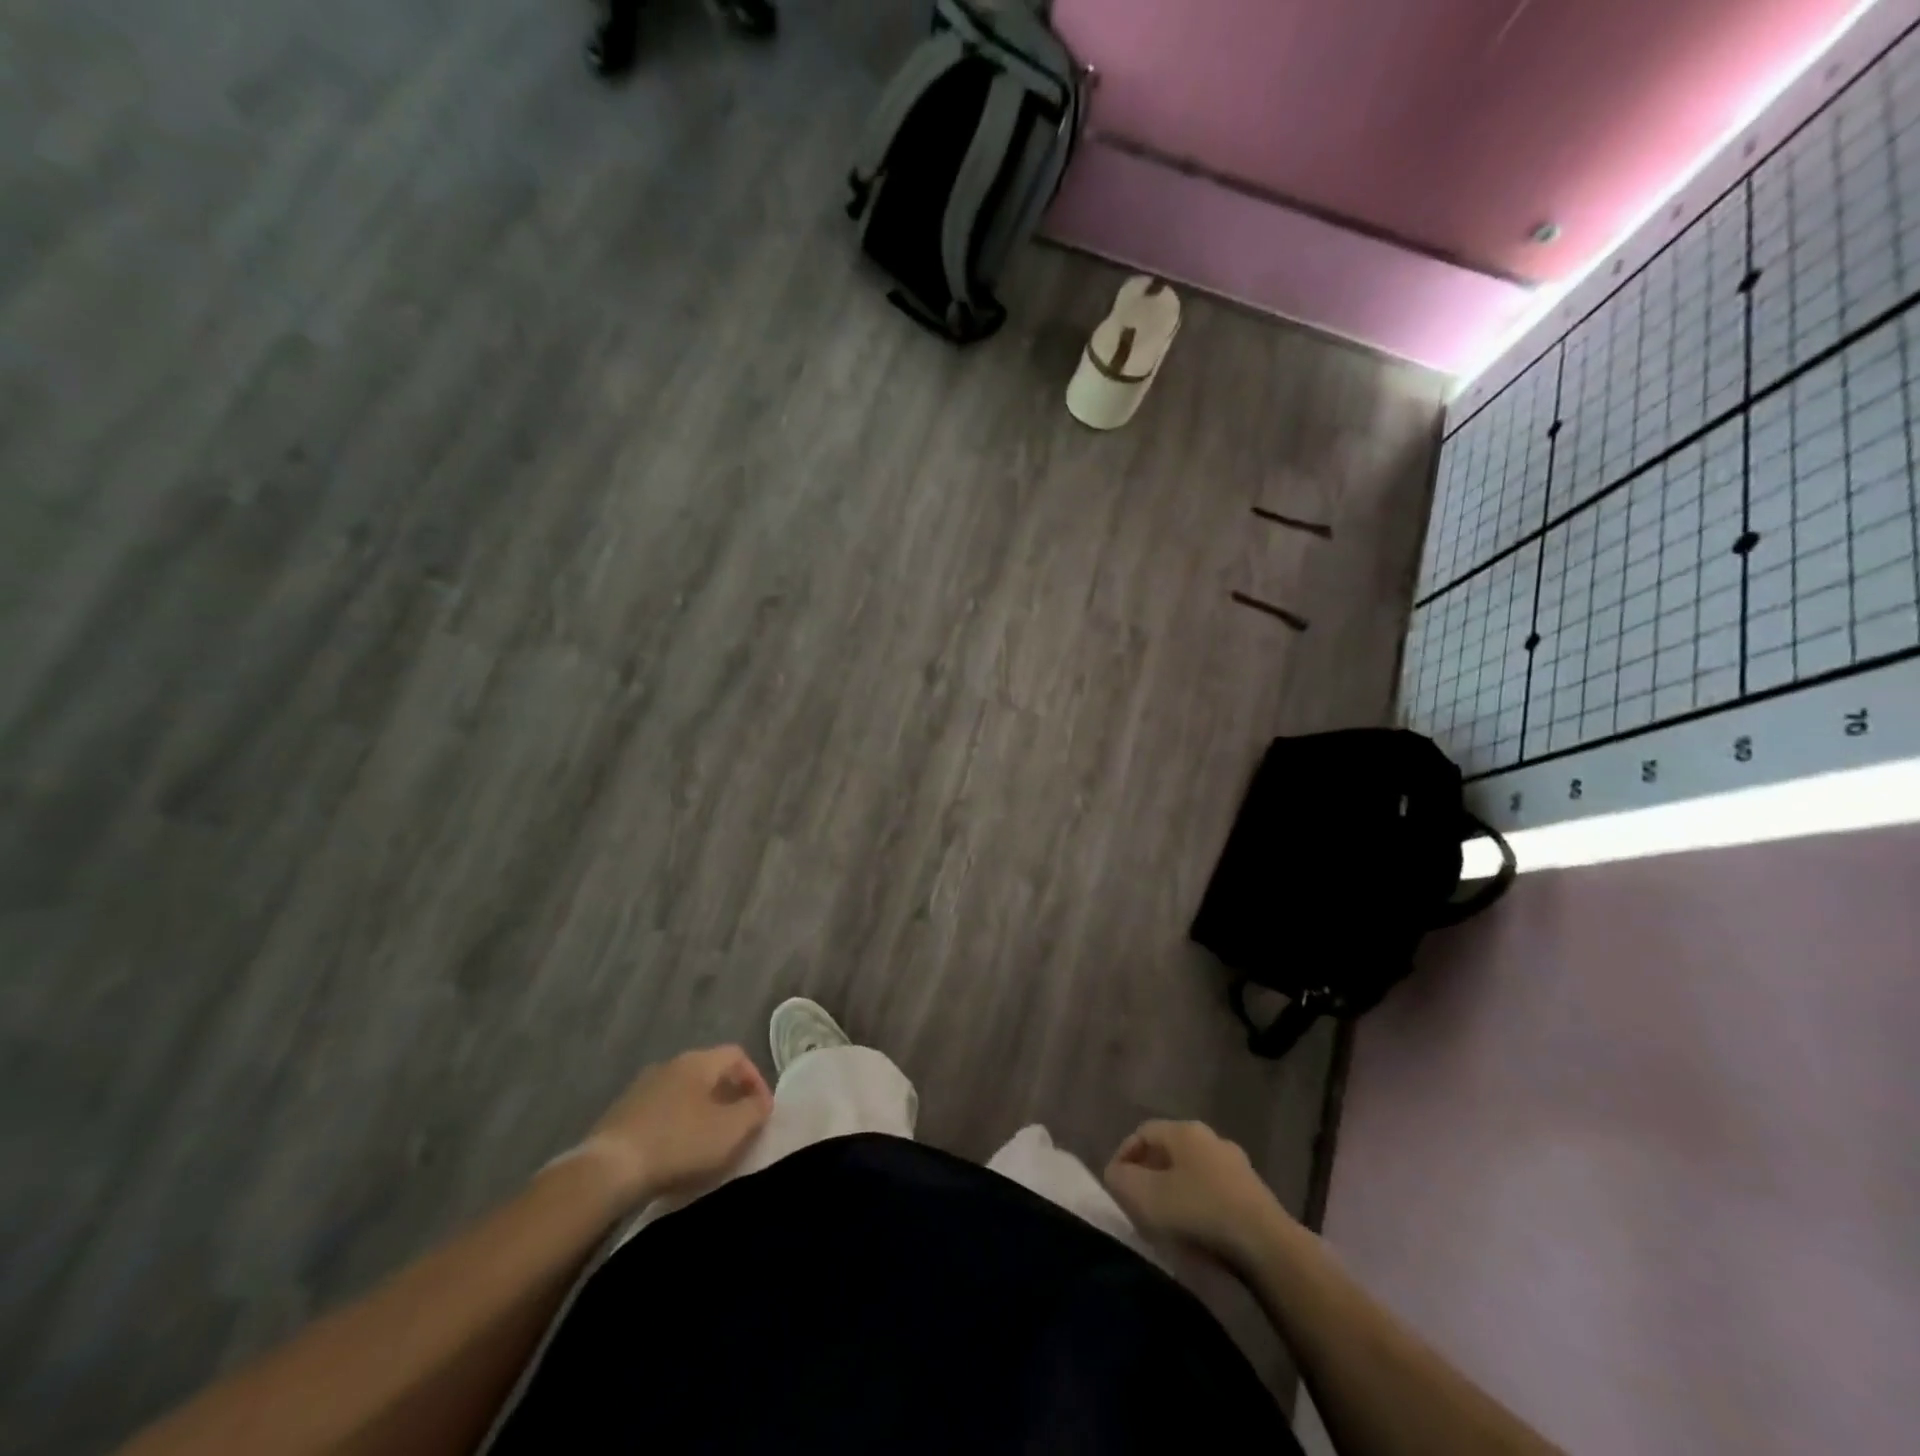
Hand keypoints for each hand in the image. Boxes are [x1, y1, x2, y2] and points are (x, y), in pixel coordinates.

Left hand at [575, 1046, 772, 1209]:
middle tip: (737, 1126)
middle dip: (727, 1096)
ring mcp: (641, 1087)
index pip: (737, 1055)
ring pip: (683, 1092)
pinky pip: (660, 1111)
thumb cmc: (679, 1143)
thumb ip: (754, 1111)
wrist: (608, 1171)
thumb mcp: (730, 1130)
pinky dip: (674, 1125)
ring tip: (706, 1143)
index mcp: (698, 1061)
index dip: (755, 1079)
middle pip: (709, 1072)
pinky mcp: (620, 1113)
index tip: (761, 1111)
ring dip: (700, 1111)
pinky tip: (674, 1152)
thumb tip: (761, 1101)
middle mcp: (670, 1064)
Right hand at [1104, 1119, 1289, 1270]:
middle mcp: (1211, 1138)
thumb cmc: (1199, 1213)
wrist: (1267, 1247)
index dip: (1124, 1155)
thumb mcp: (1146, 1197)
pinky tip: (1196, 1231)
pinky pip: (1214, 1191)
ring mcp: (1237, 1165)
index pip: (1143, 1132)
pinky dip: (1199, 1205)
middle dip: (1149, 1173)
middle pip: (1169, 1150)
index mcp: (1184, 1130)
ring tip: (1166, 1220)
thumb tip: (1116, 1173)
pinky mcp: (1254, 1194)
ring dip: (1175, 1190)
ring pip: (1193, 1171)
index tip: (1115, 1185)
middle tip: (1138, 1201)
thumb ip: (1121, 1180)